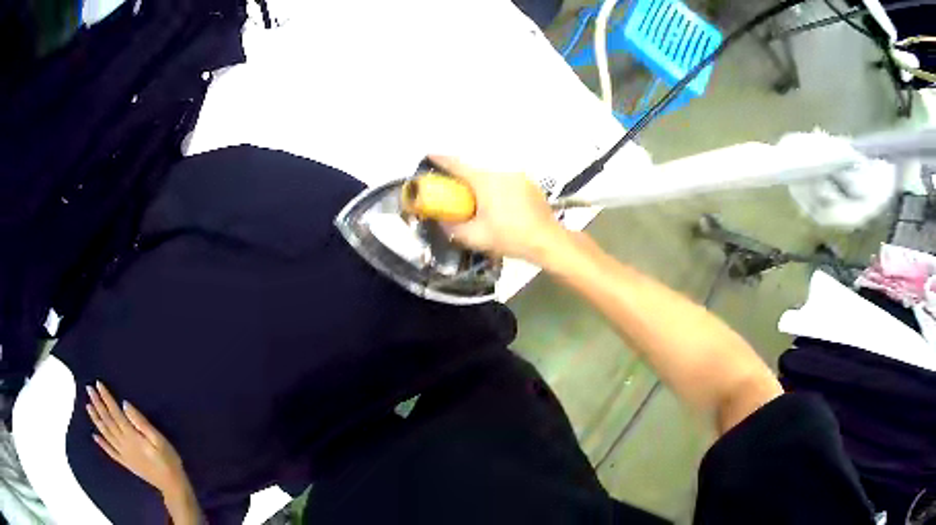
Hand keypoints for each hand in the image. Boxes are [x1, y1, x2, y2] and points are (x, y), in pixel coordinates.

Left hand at [86, 382, 190, 498]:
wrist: (172, 484)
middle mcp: (124, 443)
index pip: (115, 412)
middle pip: (108, 421)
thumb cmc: (168, 459)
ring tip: (88, 407)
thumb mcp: (159, 439)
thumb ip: (141, 422)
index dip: (106, 398)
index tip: (98, 384)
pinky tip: (95, 436)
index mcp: (132, 435)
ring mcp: (123, 454)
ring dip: (96, 420)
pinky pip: (110, 452)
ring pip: (106, 434)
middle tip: (89, 389)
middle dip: (98, 404)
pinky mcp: (125, 463)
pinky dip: (102, 444)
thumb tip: (125, 404)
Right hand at [429, 155, 567, 264]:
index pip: (457, 164)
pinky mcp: (529, 184)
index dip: (441, 160)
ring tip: (477, 202)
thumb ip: (452, 228)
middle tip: (453, 190)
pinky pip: (506, 182)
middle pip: (475, 170)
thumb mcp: (475, 237)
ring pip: (492, 176)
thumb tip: (440, 221)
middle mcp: (501, 172)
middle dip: (462, 178)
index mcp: (485, 180)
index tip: (429, 156)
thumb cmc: (509, 237)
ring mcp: (518, 176)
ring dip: (481, 185)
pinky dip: (497, 189)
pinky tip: (499, 206)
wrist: (547, 241)